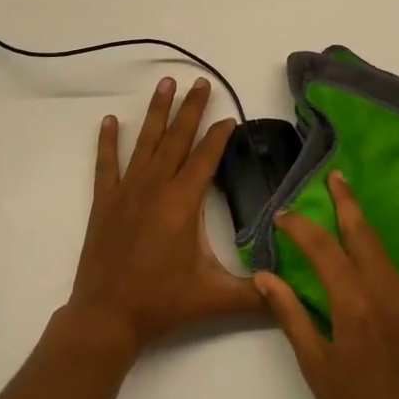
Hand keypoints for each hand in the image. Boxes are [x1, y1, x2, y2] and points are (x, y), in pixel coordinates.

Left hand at [66, 76, 260, 355]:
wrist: (107, 316)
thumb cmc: (162, 302)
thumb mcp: (215, 298)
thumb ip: (256, 295)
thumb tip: (292, 292)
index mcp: (183, 201)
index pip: (206, 157)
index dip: (219, 136)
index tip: (230, 118)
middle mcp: (155, 186)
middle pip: (177, 138)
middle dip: (191, 108)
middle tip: (200, 82)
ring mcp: (127, 191)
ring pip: (146, 142)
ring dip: (157, 112)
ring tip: (165, 83)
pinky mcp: (105, 201)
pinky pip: (106, 164)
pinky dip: (108, 141)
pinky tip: (110, 120)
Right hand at [256, 172, 398, 398]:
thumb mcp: (316, 368)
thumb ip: (291, 316)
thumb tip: (266, 277)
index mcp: (357, 306)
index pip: (326, 250)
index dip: (302, 229)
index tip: (283, 215)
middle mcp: (387, 293)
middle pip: (364, 235)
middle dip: (348, 203)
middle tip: (334, 177)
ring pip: (381, 250)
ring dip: (361, 225)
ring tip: (343, 204)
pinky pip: (391, 271)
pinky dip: (372, 251)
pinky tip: (359, 250)